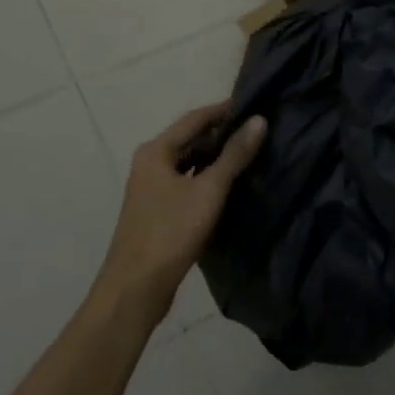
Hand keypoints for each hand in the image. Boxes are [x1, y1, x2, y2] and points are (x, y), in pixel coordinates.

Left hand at [97, 105, 266, 322]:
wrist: (135, 288)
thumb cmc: (170, 233)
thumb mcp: (208, 192)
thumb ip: (234, 156)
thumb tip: (258, 121)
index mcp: (156, 151)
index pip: (194, 118)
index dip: (223, 110)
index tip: (254, 105)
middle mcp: (150, 162)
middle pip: (190, 139)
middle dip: (221, 134)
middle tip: (256, 131)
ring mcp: (151, 187)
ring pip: (188, 162)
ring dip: (214, 157)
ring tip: (249, 154)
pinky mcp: (157, 210)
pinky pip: (185, 182)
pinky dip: (205, 178)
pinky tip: (229, 185)